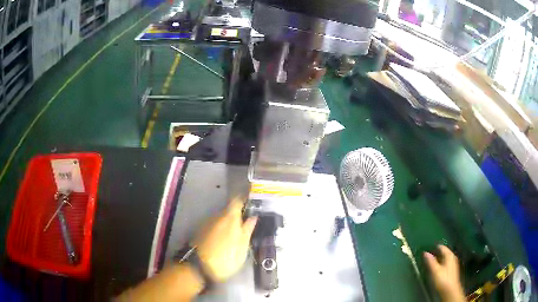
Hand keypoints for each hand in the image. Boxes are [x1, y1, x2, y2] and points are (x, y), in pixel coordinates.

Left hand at [193, 198, 257, 282]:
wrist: (199, 267)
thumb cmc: (226, 258)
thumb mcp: (242, 248)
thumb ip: (247, 230)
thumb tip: (253, 217)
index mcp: (229, 218)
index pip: (237, 201)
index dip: (244, 199)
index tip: (250, 201)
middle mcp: (217, 216)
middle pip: (228, 209)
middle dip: (237, 213)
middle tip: (246, 221)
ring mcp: (207, 223)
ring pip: (220, 217)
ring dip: (228, 221)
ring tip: (235, 232)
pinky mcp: (200, 231)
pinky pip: (214, 225)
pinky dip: (220, 228)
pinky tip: (223, 238)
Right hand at [424, 245, 465, 301]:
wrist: (450, 291)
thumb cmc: (443, 279)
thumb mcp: (435, 271)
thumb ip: (431, 261)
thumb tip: (425, 253)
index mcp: (450, 255)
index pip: (442, 247)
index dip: (434, 248)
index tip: (427, 250)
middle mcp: (453, 257)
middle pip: (444, 253)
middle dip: (436, 254)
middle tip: (427, 257)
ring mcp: (453, 264)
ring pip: (444, 259)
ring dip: (438, 260)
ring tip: (430, 263)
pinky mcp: (452, 270)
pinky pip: (445, 264)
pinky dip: (440, 264)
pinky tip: (436, 269)